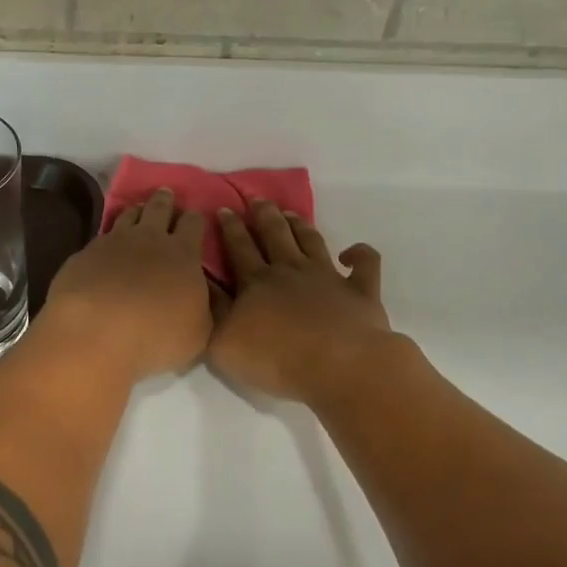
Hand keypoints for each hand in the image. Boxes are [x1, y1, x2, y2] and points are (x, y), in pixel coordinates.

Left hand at [40, 189, 212, 382]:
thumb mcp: (199, 332)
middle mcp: (150, 238)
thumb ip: (206, 309)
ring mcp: (114, 241)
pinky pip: (102, 235)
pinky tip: (107, 242)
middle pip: (159, 208)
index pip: (193, 224)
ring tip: (138, 210)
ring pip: (128, 215)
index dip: (195, 218)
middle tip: (166, 193)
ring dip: (136, 211)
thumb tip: (210, 295)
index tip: (195, 215)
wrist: (95, 331)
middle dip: (165, 200)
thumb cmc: (156, 335)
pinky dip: (109, 234)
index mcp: (183, 254)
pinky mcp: (85, 253)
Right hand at [209, 200, 393, 405]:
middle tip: (257, 200)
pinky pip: (365, 264)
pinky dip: (360, 254)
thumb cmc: (276, 358)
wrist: (339, 367)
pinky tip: (350, 253)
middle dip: (264, 215)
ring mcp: (328, 277)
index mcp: (256, 281)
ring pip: (312, 241)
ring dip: (300, 225)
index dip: (230, 227)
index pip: (239, 247)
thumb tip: (201, 281)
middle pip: (275, 234)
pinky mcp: (360, 291)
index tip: (224, 209)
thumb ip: (211, 309)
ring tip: (291, 213)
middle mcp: (291, 270)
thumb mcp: (223, 341)